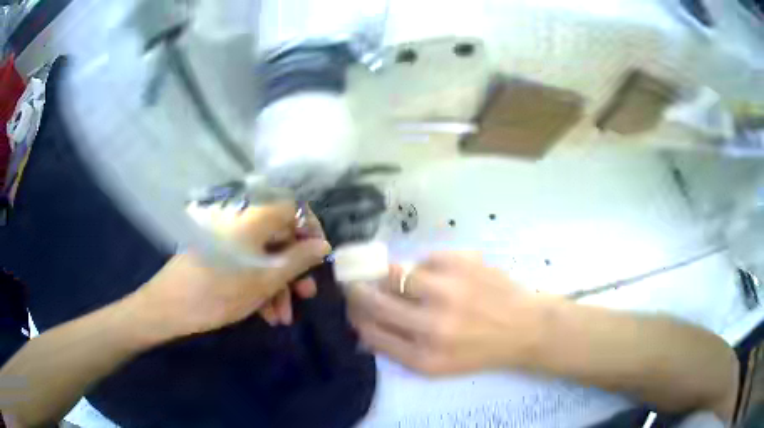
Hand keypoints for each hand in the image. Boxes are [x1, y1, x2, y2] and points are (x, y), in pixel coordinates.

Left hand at [131, 203, 330, 339]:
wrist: (171, 305)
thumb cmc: (220, 292)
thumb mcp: (266, 280)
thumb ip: (299, 260)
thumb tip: (323, 246)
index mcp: (254, 216)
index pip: (294, 209)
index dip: (311, 232)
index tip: (317, 260)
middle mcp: (241, 218)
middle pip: (279, 236)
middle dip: (294, 269)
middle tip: (305, 296)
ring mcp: (227, 234)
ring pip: (263, 253)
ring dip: (277, 284)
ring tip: (282, 317)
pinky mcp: (218, 249)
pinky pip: (246, 260)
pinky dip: (258, 283)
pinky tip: (265, 312)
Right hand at [347, 252, 546, 375]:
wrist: (525, 327)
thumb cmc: (480, 350)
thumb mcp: (437, 365)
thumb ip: (398, 348)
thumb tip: (364, 324)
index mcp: (423, 356)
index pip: (369, 331)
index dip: (355, 316)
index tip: (353, 307)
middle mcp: (430, 325)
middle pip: (374, 300)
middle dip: (358, 291)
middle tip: (358, 285)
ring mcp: (446, 290)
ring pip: (394, 273)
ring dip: (391, 276)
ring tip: (402, 279)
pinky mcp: (461, 263)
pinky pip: (424, 259)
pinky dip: (425, 267)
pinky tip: (440, 277)